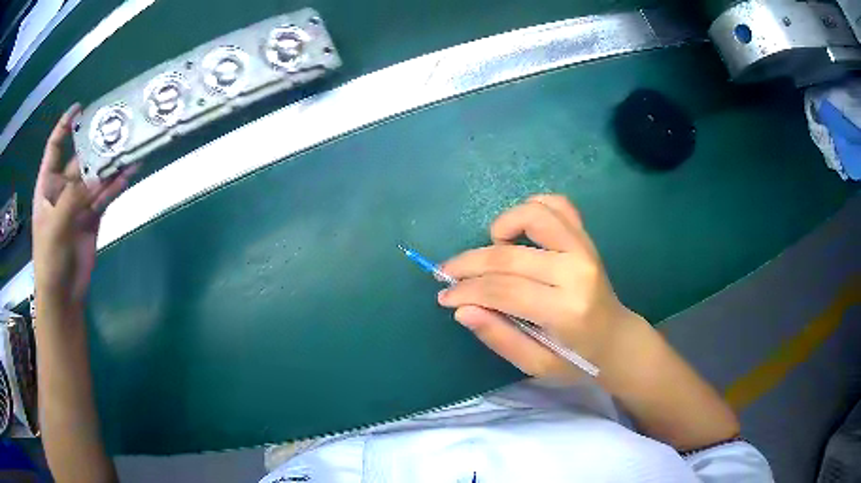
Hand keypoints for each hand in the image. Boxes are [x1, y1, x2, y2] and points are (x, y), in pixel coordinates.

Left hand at [32, 104, 135, 310]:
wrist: (63, 294)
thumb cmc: (49, 259)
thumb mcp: (55, 226)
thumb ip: (74, 198)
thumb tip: (98, 175)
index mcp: (48, 185)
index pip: (54, 148)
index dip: (64, 126)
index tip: (79, 108)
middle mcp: (63, 188)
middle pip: (80, 158)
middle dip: (96, 143)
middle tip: (116, 125)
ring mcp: (79, 202)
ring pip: (96, 175)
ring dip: (111, 163)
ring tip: (130, 146)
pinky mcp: (93, 216)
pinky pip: (106, 195)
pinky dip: (117, 184)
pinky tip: (129, 172)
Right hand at [437, 194, 643, 378]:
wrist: (617, 340)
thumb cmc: (578, 359)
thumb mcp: (536, 365)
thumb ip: (500, 337)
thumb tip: (462, 309)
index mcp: (566, 310)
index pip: (502, 290)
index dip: (466, 291)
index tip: (444, 296)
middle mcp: (576, 271)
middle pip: (509, 256)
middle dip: (468, 264)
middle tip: (448, 274)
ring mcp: (584, 249)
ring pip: (534, 214)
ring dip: (502, 226)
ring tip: (491, 249)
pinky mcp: (587, 238)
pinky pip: (558, 205)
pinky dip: (532, 208)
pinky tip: (519, 230)